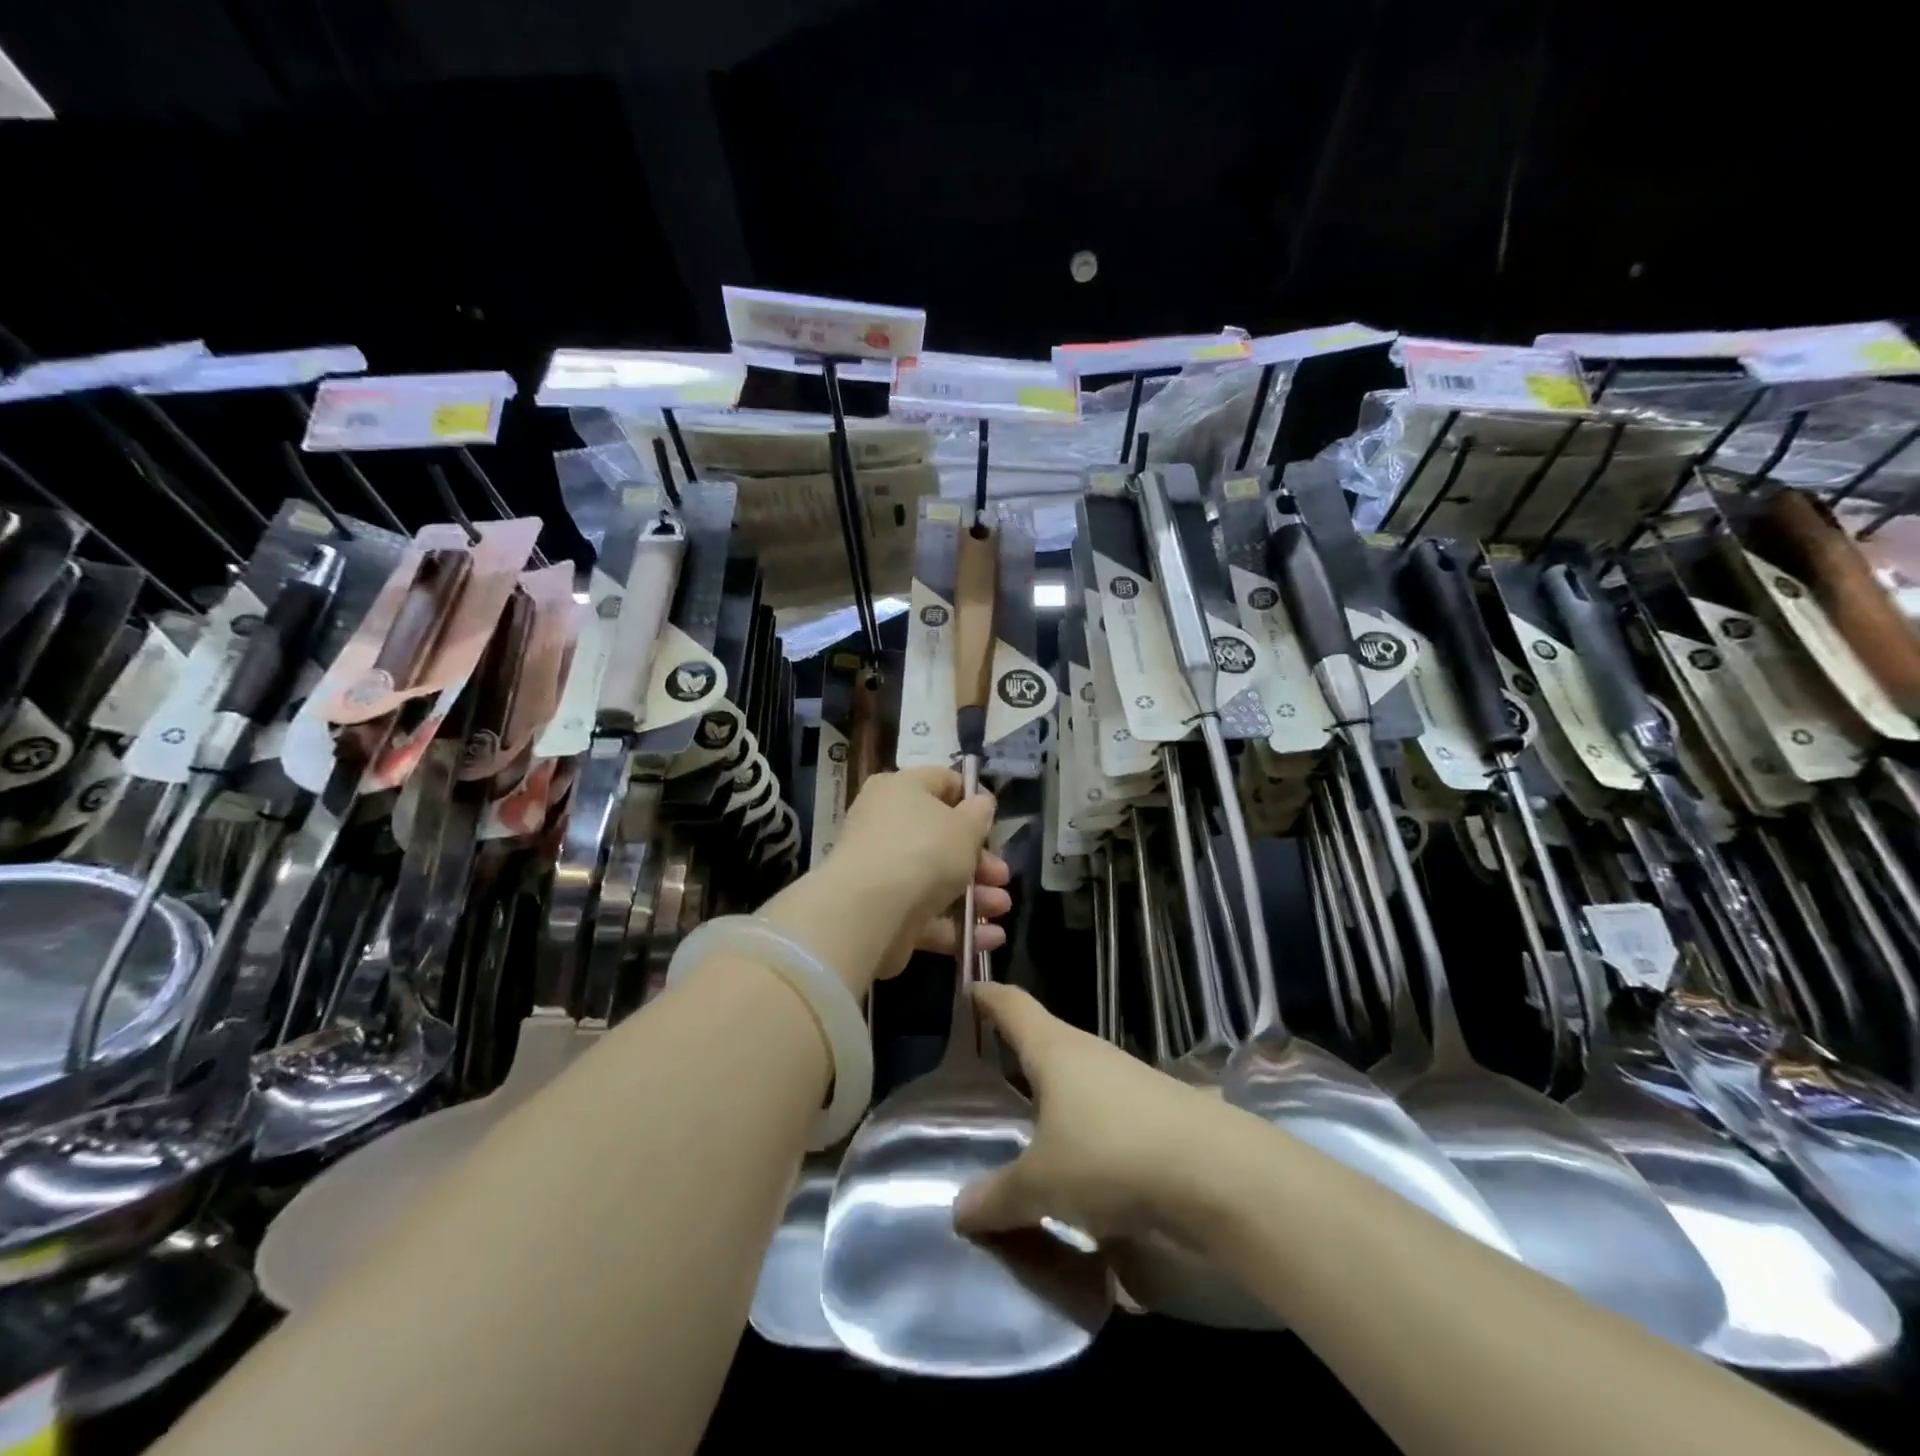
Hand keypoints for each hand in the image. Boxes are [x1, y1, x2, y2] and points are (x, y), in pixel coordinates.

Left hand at [779, 768, 1008, 989]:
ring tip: (1001, 909)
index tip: (995, 820)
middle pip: (941, 837)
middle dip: (979, 860)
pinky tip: (990, 938)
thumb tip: (979, 804)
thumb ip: (978, 814)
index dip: (972, 798)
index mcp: (900, 790)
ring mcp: (882, 870)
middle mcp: (885, 825)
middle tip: (1002, 875)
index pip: (941, 782)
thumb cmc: (923, 851)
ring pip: (936, 879)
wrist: (870, 911)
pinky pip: (926, 914)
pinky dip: (957, 925)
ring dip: (975, 895)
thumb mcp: (965, 826)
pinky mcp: (883, 912)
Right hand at [953, 984, 1232, 1242]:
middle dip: (1016, 1049)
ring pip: (1075, 1077)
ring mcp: (1127, 1079)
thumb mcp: (1045, 1184)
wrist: (1219, 1174)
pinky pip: (1102, 1108)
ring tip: (1025, 1122)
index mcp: (1054, 1049)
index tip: (968, 988)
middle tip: (984, 1068)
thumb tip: (959, 1210)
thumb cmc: (1113, 1155)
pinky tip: (1078, 1161)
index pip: (1012, 1005)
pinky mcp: (1155, 1110)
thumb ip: (1000, 1196)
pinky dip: (1081, 1124)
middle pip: (1044, 1038)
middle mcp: (1089, 1053)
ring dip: (1051, 1093)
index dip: (987, 995)